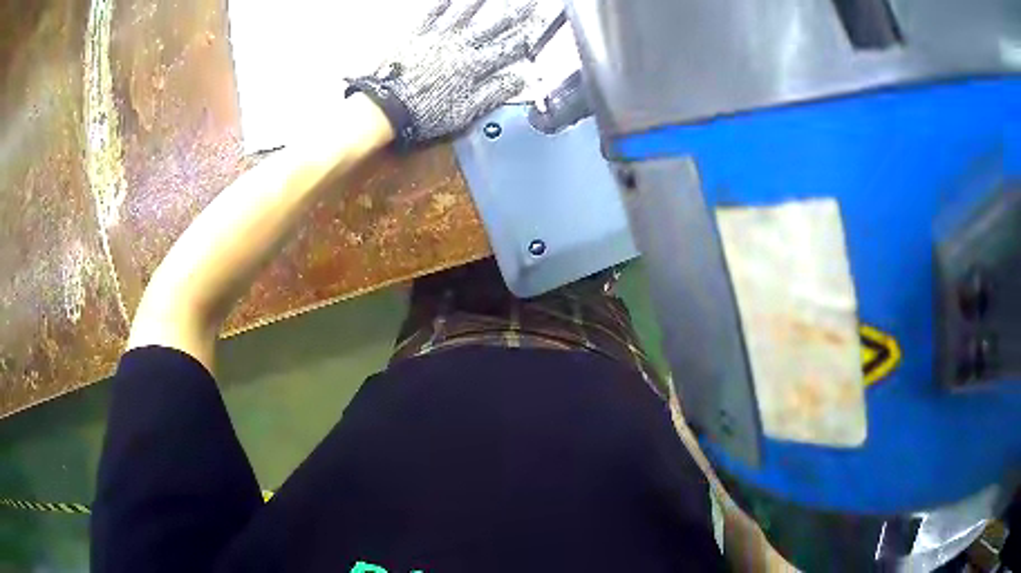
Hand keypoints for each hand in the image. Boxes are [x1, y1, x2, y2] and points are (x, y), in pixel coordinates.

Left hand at [347, 0, 544, 144]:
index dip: (526, 38)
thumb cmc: (425, 112)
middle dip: (515, 13)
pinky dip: (443, 4)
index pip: (507, 49)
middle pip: (493, 26)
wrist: (385, 106)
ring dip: (481, 2)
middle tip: (530, 3)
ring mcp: (438, 37)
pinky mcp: (417, 34)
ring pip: (465, 14)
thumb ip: (493, 92)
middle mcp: (460, 45)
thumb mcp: (465, 111)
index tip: (540, 26)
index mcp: (474, 66)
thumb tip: (520, 78)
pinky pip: (433, 14)